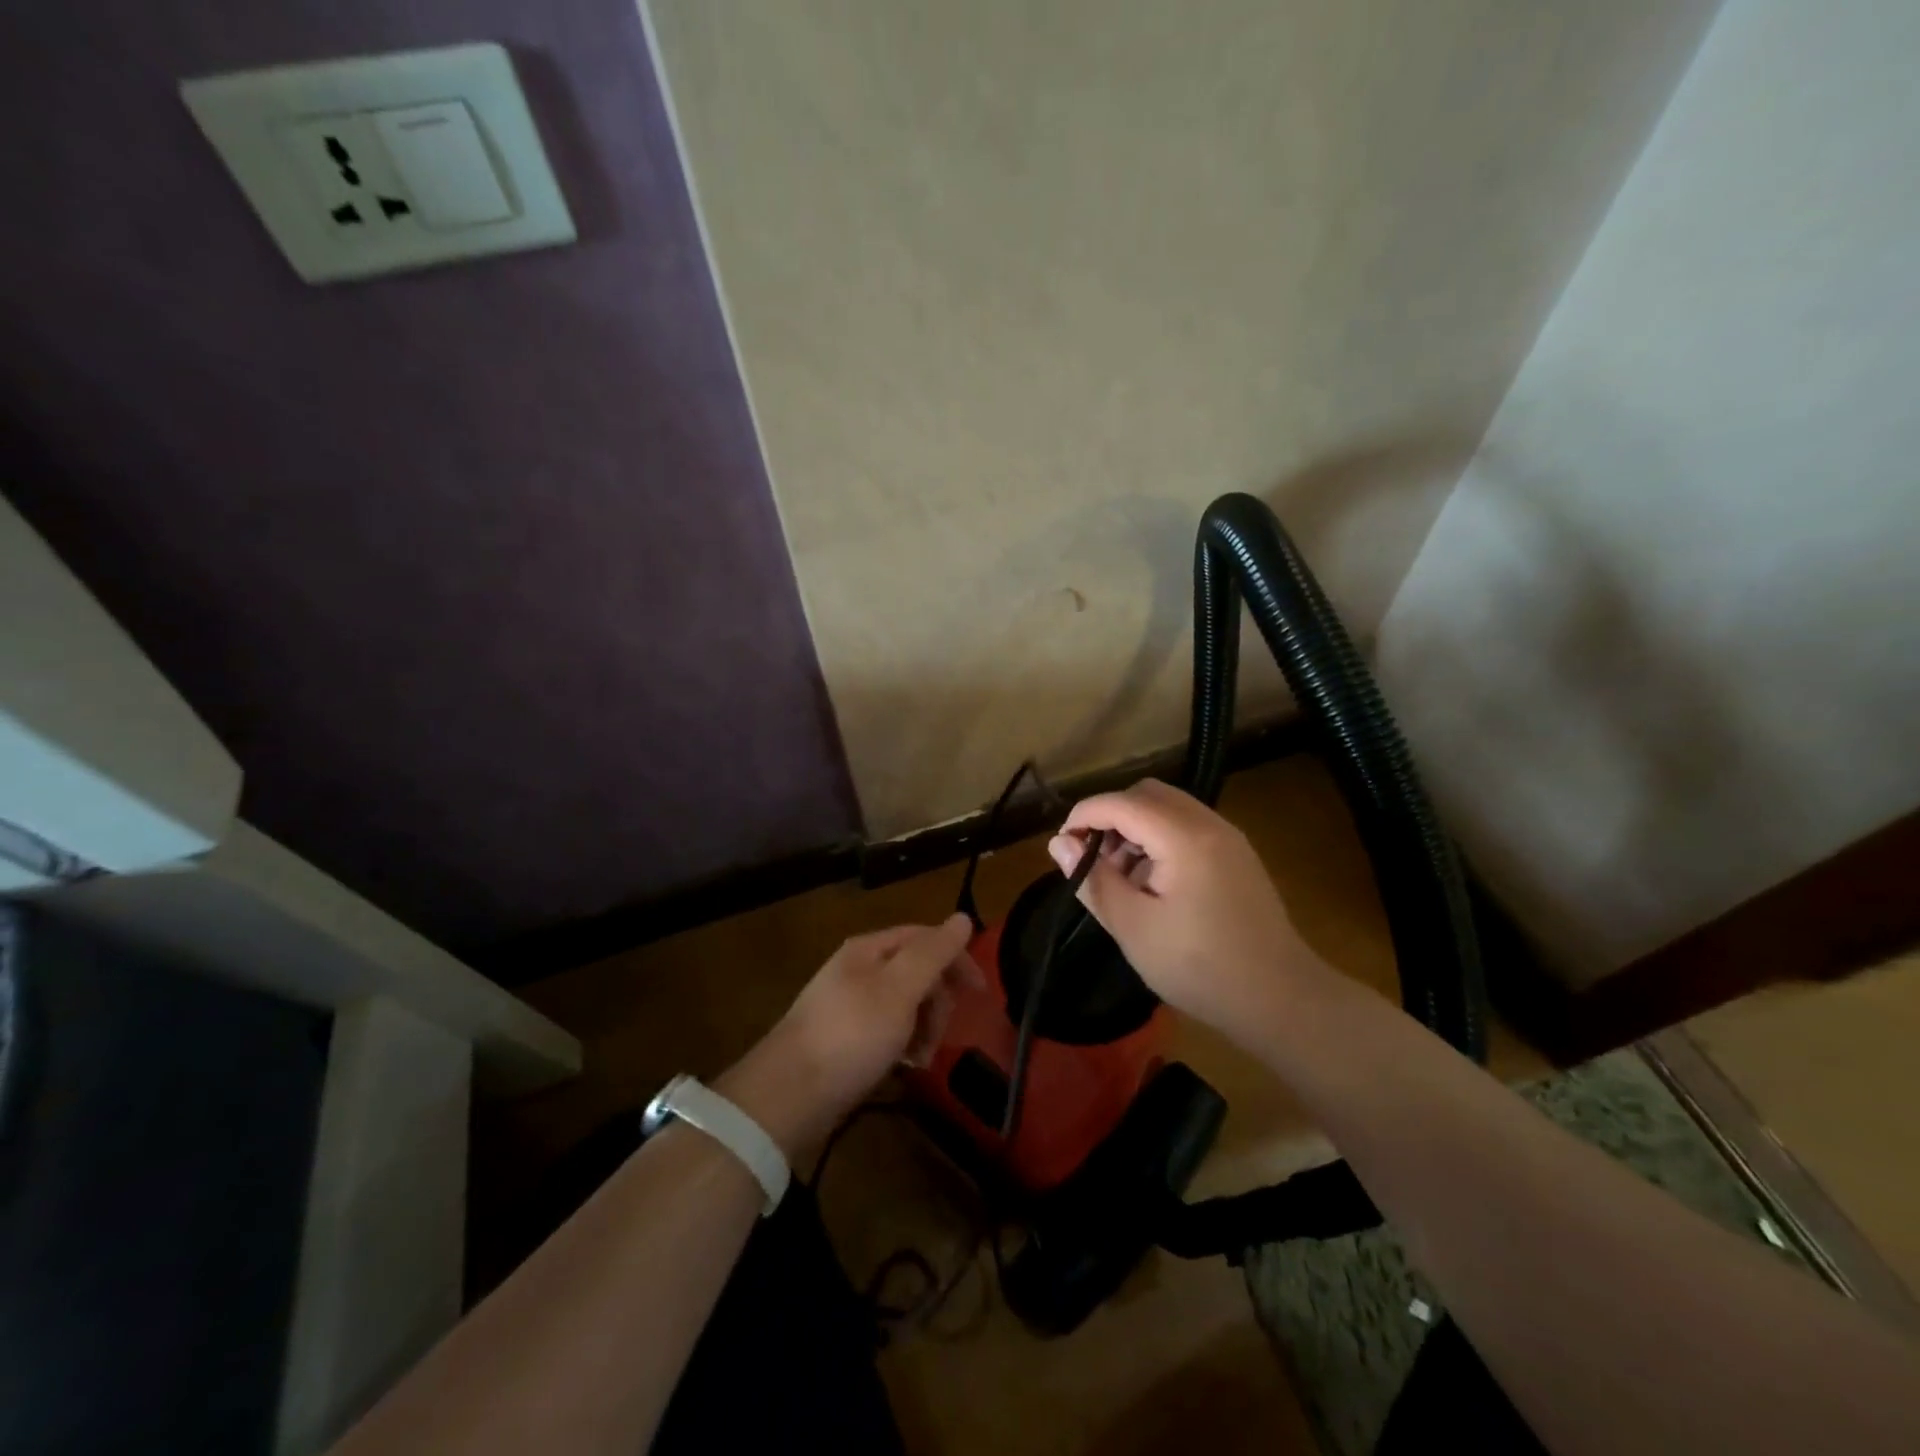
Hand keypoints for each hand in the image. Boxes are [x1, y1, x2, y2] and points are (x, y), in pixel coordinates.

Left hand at [719, 915, 980, 1159]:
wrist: (789, 1095)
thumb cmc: (850, 1035)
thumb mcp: (899, 990)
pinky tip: (905, 1066)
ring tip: (922, 1058)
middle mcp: (859, 970)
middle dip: (938, 1001)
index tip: (980, 992)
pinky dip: (904, 1044)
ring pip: (905, 1004)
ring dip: (924, 1027)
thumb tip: (963, 917)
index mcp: (870, 950)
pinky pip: (888, 1030)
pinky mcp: (845, 1039)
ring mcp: (850, 1006)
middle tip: (940, 1034)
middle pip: (916, 972)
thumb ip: (933, 954)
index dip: (956, 958)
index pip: (925, 938)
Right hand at [1048, 779, 1328, 1039]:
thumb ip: (1093, 879)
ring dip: (1135, 828)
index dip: (1084, 815)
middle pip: (1147, 794)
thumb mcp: (1133, 927)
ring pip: (1168, 808)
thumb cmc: (1200, 967)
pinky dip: (1159, 839)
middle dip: (1111, 817)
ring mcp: (1228, 838)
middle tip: (1092, 859)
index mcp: (1184, 838)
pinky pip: (1188, 827)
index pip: (1122, 803)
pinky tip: (1151, 883)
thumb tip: (1059, 843)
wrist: (1281, 1000)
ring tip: (1119, 876)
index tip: (1061, 845)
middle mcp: (1209, 824)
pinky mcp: (1237, 856)